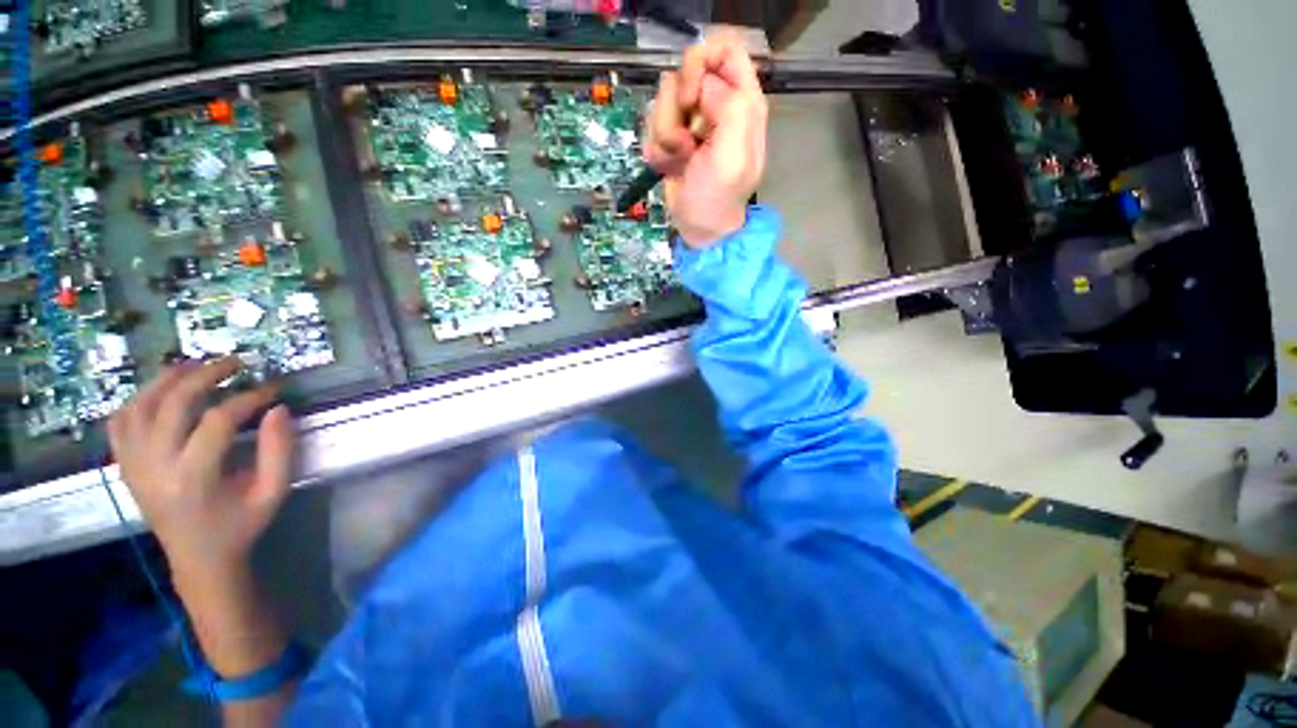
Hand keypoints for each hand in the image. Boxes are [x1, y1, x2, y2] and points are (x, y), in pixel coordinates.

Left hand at [108, 357, 293, 579]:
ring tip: (196, 366)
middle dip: (206, 375)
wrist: (198, 559)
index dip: (249, 397)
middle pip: (173, 404)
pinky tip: (159, 393)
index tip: (274, 389)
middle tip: (235, 362)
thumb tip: (278, 409)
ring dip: (167, 380)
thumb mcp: (273, 492)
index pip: (217, 420)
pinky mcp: (125, 466)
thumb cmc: (240, 526)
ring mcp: (134, 465)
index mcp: (193, 478)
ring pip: (139, 406)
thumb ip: (279, 450)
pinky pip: (119, 423)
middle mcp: (155, 467)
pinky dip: (137, 400)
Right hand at [644, 31, 767, 247]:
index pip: (725, 49)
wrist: (700, 229)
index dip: (703, 62)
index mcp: (741, 102)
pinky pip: (653, 126)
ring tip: (680, 161)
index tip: (692, 96)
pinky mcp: (672, 138)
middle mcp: (716, 105)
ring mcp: (692, 122)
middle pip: (685, 71)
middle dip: (678, 108)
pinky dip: (657, 150)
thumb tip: (702, 88)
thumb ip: (729, 108)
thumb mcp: (733, 155)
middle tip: (686, 141)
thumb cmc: (719, 197)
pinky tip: (670, 168)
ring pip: (664, 100)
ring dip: (665, 135)